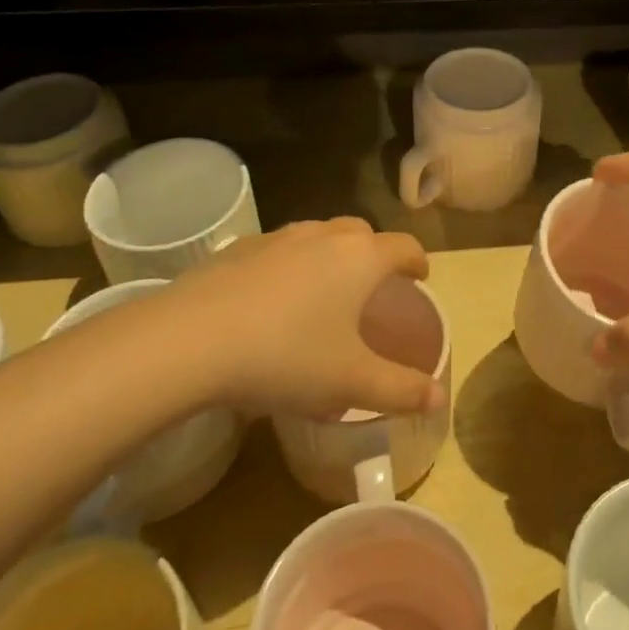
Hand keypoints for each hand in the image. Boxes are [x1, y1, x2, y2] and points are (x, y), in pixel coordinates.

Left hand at [167, 218, 441, 418]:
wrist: (191, 339)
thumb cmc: (286, 356)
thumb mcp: (350, 382)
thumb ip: (400, 390)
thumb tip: (438, 397)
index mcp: (360, 258)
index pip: (404, 246)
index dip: (417, 261)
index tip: (419, 277)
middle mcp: (324, 235)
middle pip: (361, 232)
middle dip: (374, 253)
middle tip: (371, 288)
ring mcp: (278, 237)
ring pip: (318, 235)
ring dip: (330, 255)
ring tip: (322, 292)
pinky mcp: (239, 248)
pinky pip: (278, 249)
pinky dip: (288, 265)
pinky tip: (271, 300)